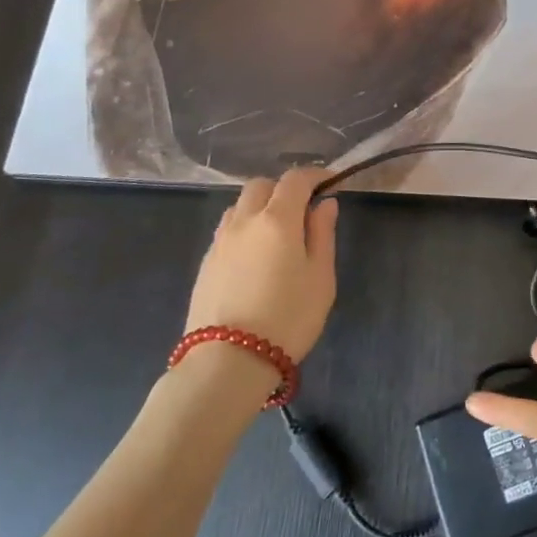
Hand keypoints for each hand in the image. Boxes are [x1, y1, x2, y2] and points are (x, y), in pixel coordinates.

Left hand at [186, 167, 338, 361]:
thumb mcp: (321, 277)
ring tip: (278, 232)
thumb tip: (324, 204)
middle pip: (261, 185)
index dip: (315, 175)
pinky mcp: (205, 263)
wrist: (228, 361)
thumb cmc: (288, 317)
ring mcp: (220, 241)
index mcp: (277, 219)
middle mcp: (244, 221)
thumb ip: (322, 234)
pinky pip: (228, 230)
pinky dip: (245, 228)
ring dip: (260, 207)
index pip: (295, 179)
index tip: (330, 183)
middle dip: (284, 188)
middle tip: (303, 209)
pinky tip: (256, 255)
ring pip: (240, 206)